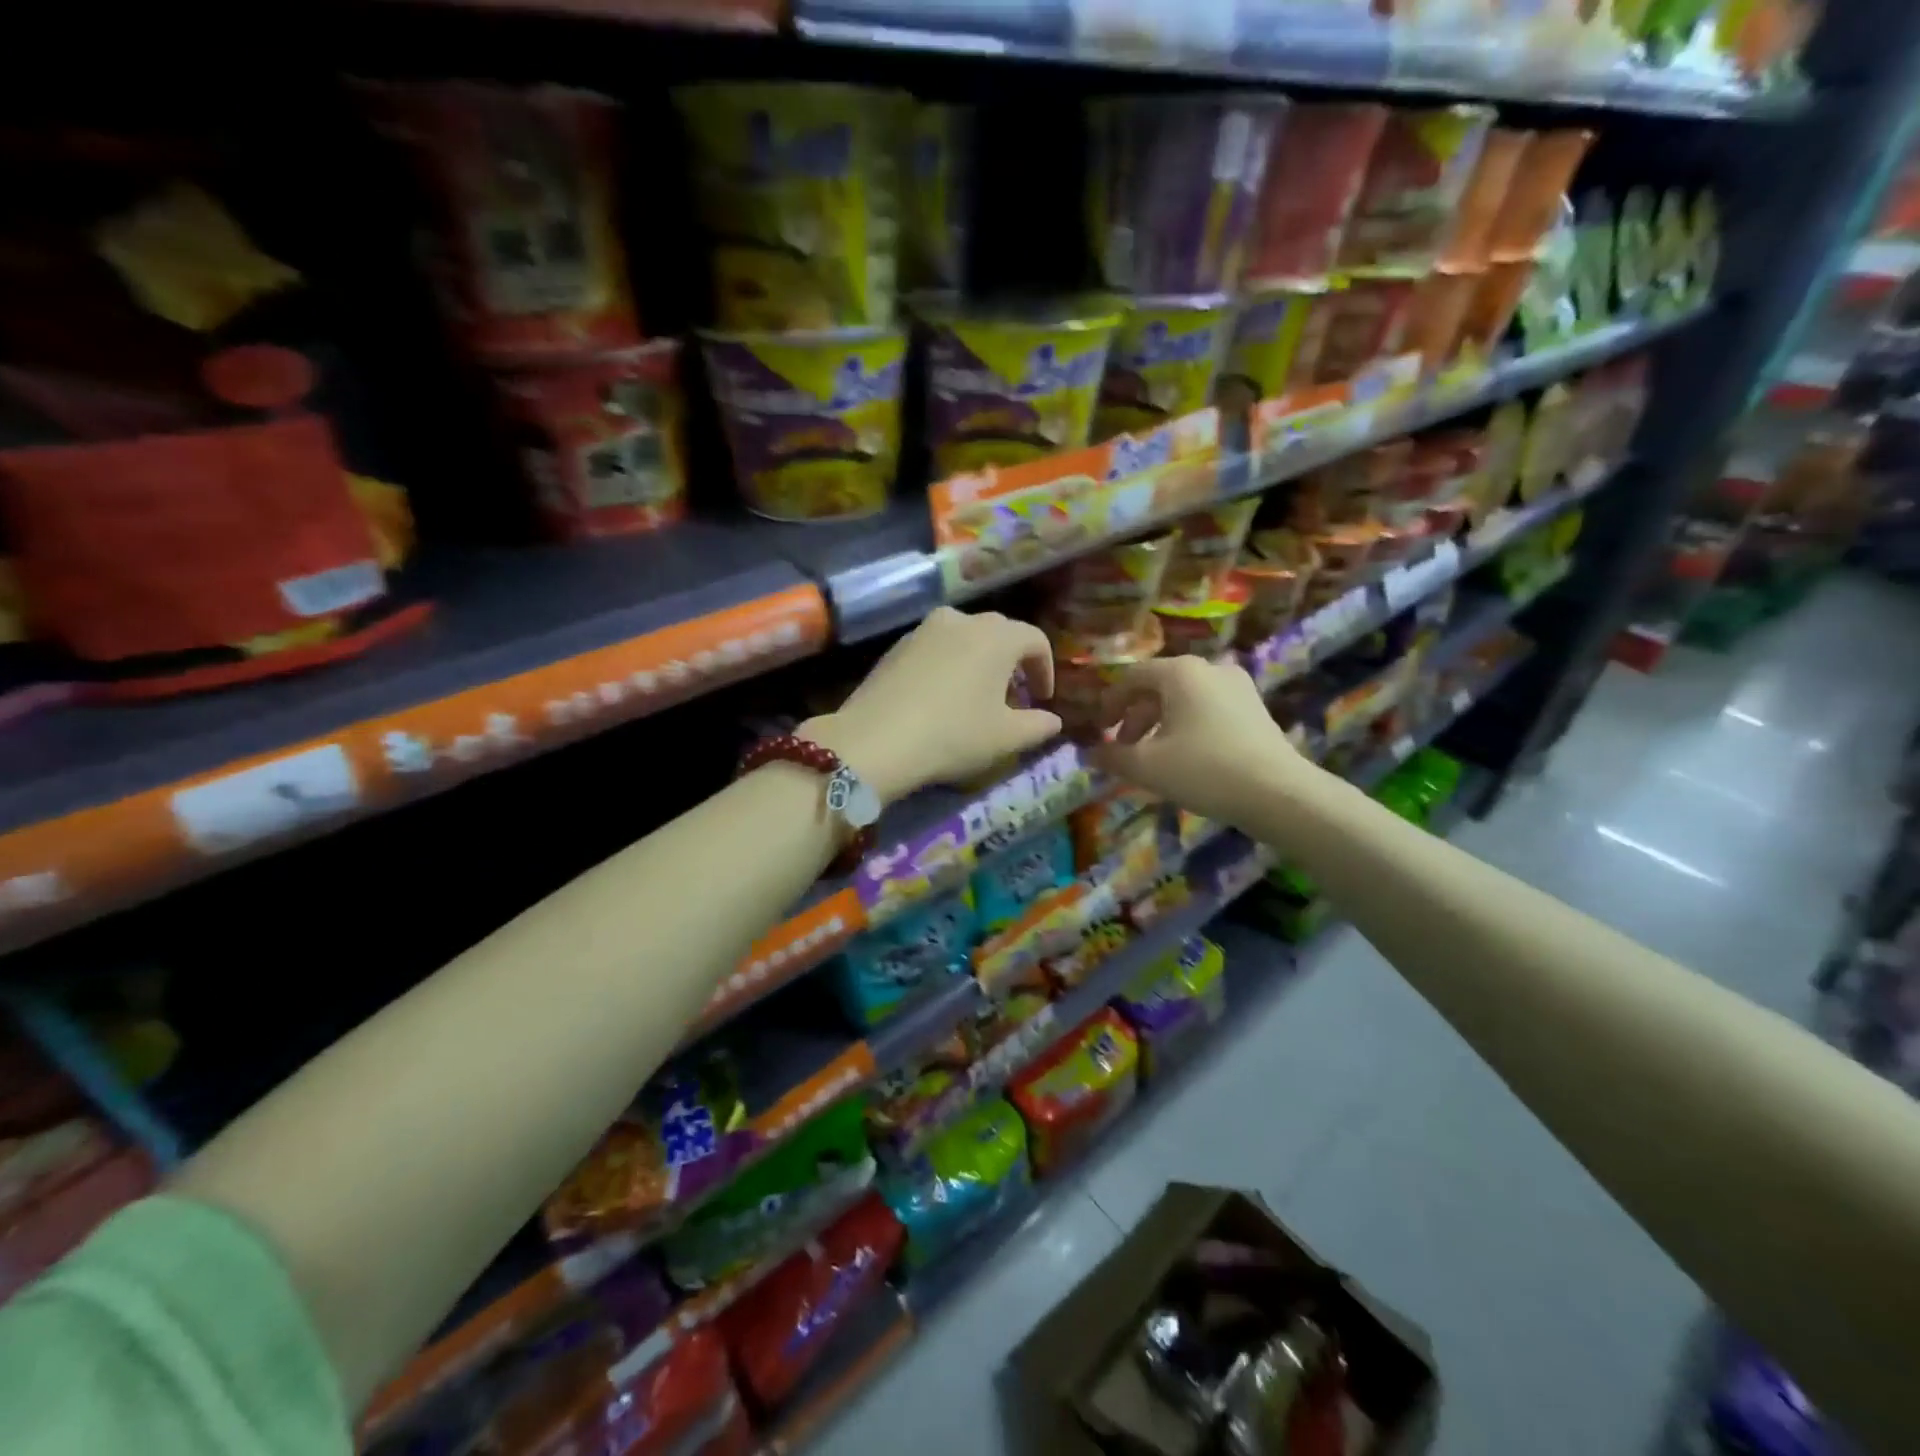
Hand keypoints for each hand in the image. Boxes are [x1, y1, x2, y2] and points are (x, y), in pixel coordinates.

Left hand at [803, 608, 1060, 804]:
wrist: (876, 740)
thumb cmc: (953, 734)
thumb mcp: (1005, 738)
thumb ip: (1038, 725)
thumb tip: (1053, 721)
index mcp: (997, 636)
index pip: (1035, 640)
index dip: (1045, 669)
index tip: (1042, 698)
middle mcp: (962, 620)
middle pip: (999, 633)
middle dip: (1013, 662)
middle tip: (1014, 697)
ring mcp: (924, 629)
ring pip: (965, 637)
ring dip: (979, 660)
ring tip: (977, 695)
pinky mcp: (897, 646)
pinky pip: (936, 648)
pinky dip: (949, 664)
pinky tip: (942, 696)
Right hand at [1089, 656, 1311, 826]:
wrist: (1277, 792)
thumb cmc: (1203, 769)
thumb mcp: (1146, 766)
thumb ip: (1111, 756)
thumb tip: (1089, 754)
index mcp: (1179, 672)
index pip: (1131, 677)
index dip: (1109, 703)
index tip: (1098, 731)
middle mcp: (1209, 668)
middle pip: (1158, 687)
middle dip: (1134, 718)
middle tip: (1123, 748)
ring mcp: (1237, 686)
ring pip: (1184, 699)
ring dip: (1159, 724)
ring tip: (1152, 757)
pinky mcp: (1254, 708)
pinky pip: (1208, 710)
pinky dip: (1186, 727)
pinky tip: (1184, 757)